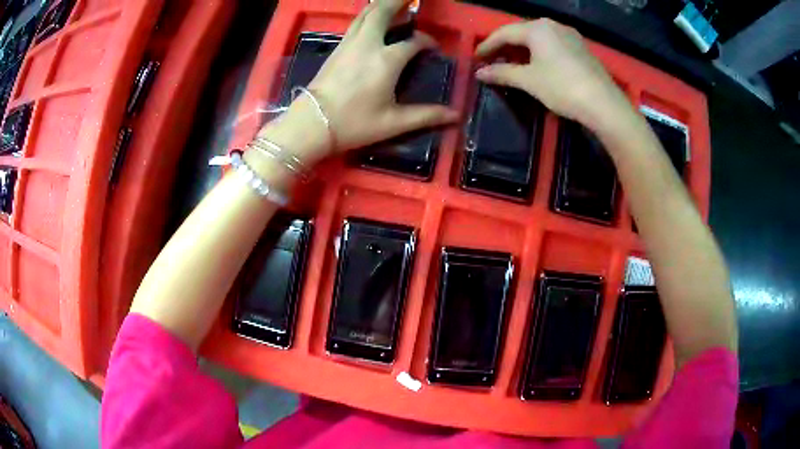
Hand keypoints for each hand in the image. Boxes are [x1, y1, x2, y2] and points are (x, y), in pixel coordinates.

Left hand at [292, 0, 458, 155]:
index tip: (433, 49)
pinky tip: (372, 19)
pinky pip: (355, 23)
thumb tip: (455, 115)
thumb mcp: (393, 123)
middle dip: (398, 1)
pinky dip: (368, 15)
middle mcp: (368, 44)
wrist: (311, 124)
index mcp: (386, 60)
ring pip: (365, 14)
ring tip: (394, 2)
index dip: (427, 42)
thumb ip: (426, 115)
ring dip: (381, 4)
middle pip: (382, 11)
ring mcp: (349, 43)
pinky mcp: (337, 48)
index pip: (413, 42)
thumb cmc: (353, 124)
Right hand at [475, 19, 634, 132]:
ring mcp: (570, 36)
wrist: (604, 104)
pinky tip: (538, 65)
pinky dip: (540, 53)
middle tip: (493, 60)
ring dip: (523, 50)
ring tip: (513, 63)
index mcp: (537, 28)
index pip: (505, 33)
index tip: (476, 58)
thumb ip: (502, 73)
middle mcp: (553, 26)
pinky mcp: (581, 49)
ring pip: (539, 38)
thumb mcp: (528, 80)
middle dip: (506, 46)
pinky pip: (553, 45)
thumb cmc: (562, 87)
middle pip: (522, 33)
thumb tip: (480, 73)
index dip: (488, 45)